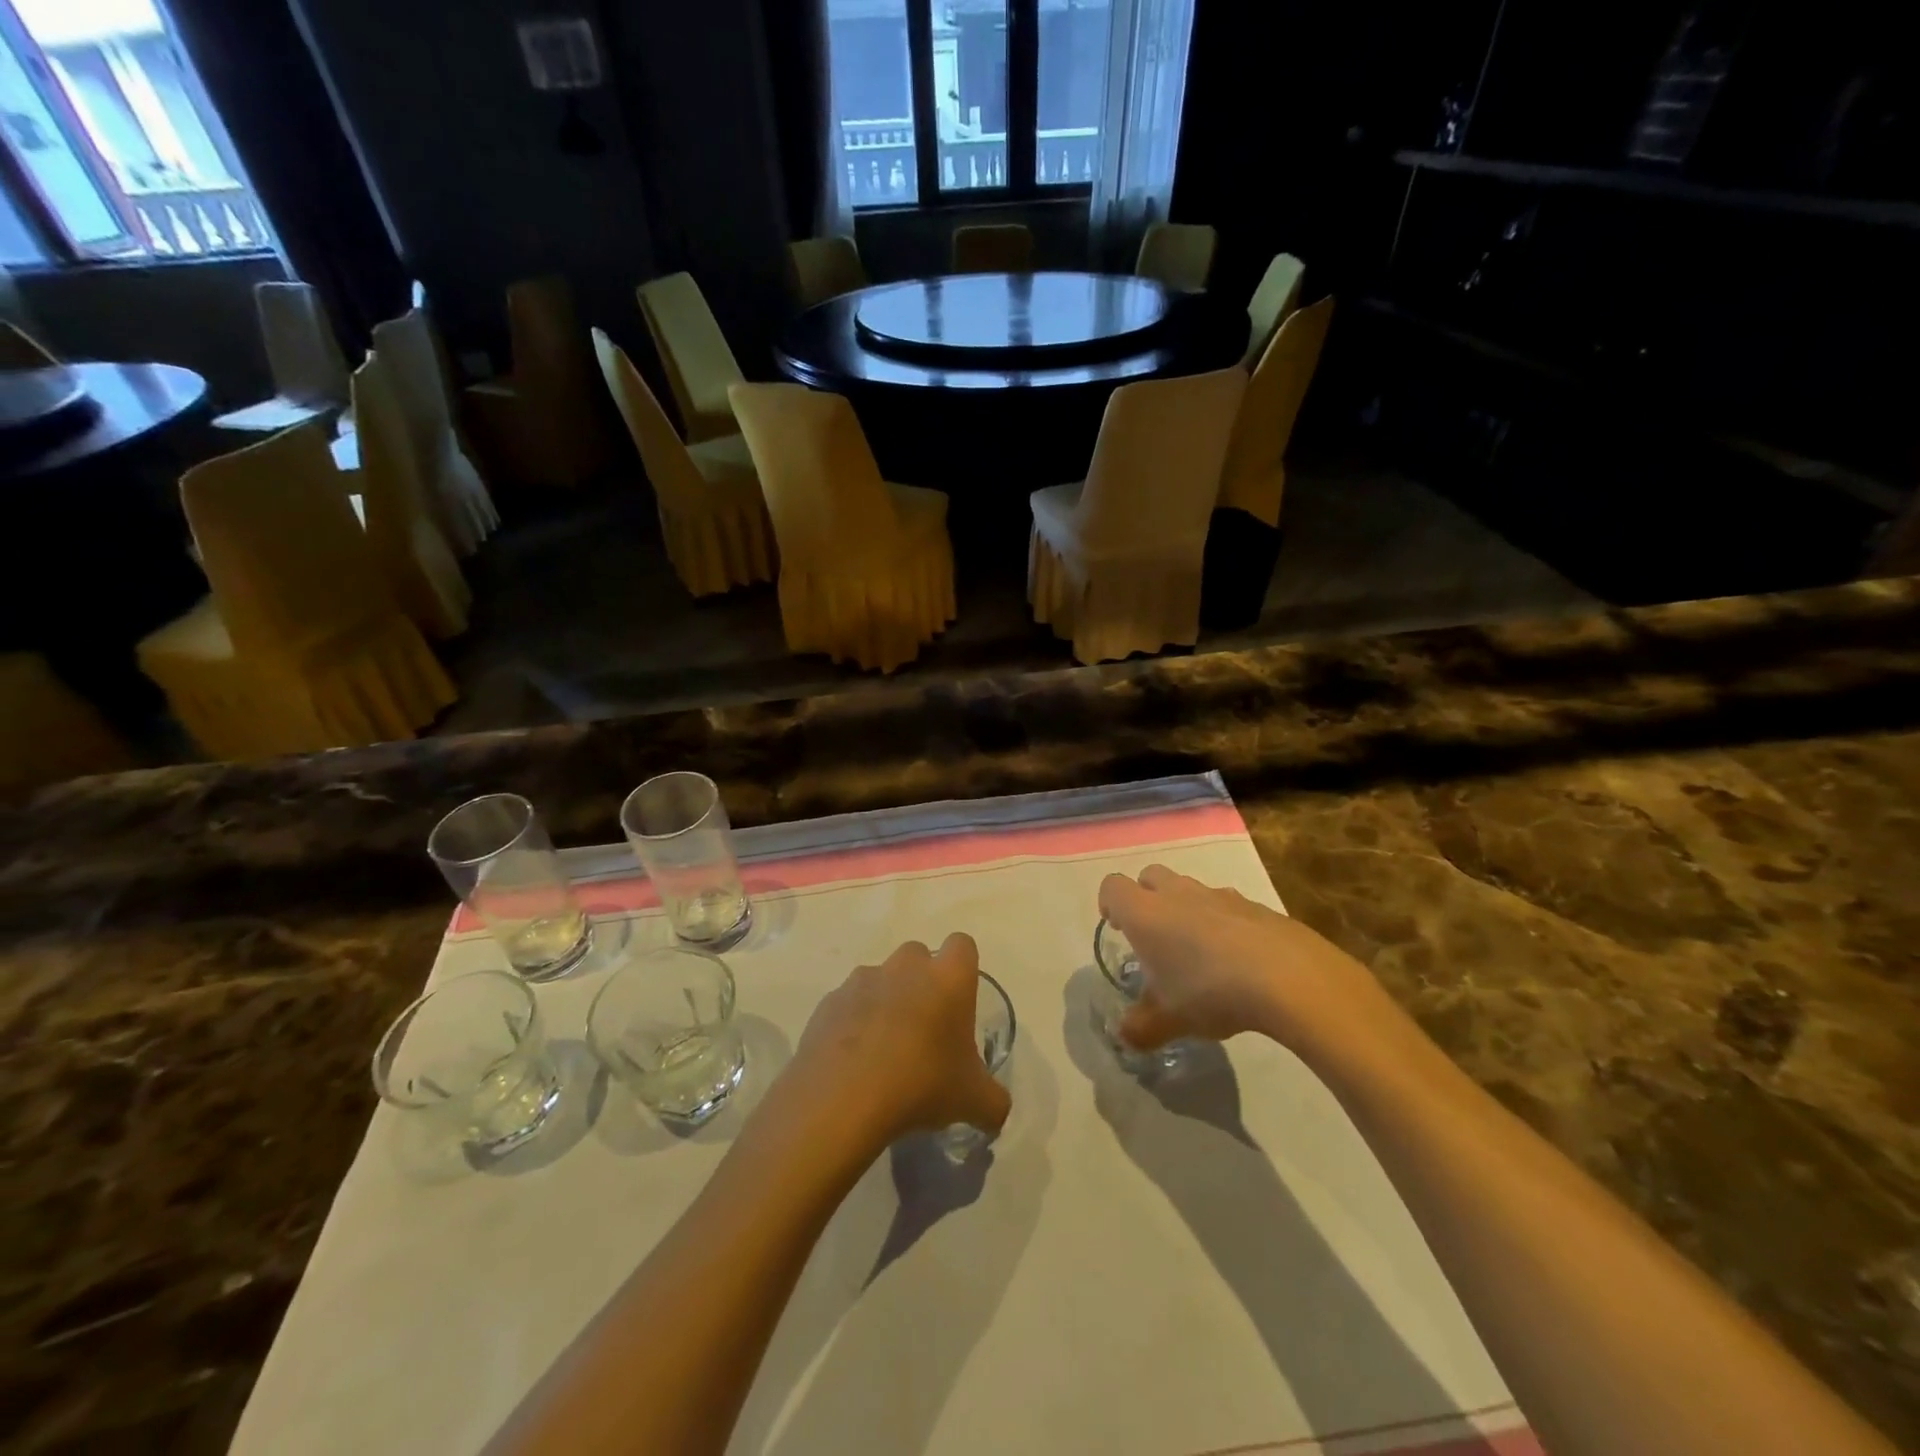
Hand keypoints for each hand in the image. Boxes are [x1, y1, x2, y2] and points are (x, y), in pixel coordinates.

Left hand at [784, 934, 1010, 1151]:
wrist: (843, 1097)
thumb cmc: (921, 1084)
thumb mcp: (973, 1101)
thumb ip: (994, 1101)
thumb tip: (996, 1108)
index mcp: (947, 978)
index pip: (962, 945)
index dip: (962, 968)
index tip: (959, 1002)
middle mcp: (906, 966)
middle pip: (919, 956)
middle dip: (922, 981)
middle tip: (924, 1027)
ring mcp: (863, 979)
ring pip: (881, 978)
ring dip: (886, 1001)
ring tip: (884, 1048)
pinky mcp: (829, 1001)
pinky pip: (848, 1003)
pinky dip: (853, 1021)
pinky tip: (854, 1060)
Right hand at [1098, 865, 1400, 1064]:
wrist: (1289, 977)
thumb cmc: (1211, 991)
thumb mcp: (1168, 1020)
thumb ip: (1140, 1028)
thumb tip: (1125, 1037)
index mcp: (1146, 913)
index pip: (1112, 887)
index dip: (1109, 904)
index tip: (1118, 929)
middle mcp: (1178, 894)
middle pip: (1150, 876)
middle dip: (1147, 898)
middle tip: (1154, 937)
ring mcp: (1219, 895)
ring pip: (1190, 889)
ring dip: (1186, 909)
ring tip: (1198, 952)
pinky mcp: (1255, 905)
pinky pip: (1227, 906)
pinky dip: (1224, 923)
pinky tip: (1238, 960)